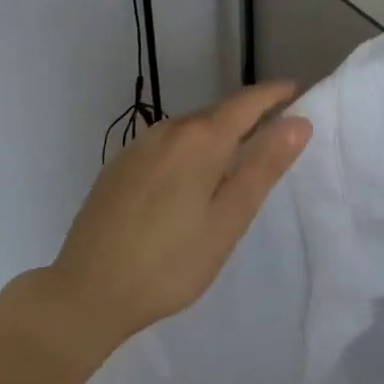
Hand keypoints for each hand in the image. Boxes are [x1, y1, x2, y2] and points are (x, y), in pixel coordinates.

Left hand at [40, 82, 311, 350]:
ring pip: (190, 129)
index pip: (247, 102)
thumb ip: (264, 166)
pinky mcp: (118, 167)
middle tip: (276, 131)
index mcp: (200, 140)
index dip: (274, 94)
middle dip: (249, 115)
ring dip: (219, 134)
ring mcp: (138, 147)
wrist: (83, 293)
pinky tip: (191, 179)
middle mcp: (167, 131)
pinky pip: (167, 144)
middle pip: (218, 112)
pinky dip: (191, 149)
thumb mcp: (228, 219)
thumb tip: (299, 122)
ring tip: (239, 157)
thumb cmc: (169, 263)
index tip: (297, 90)